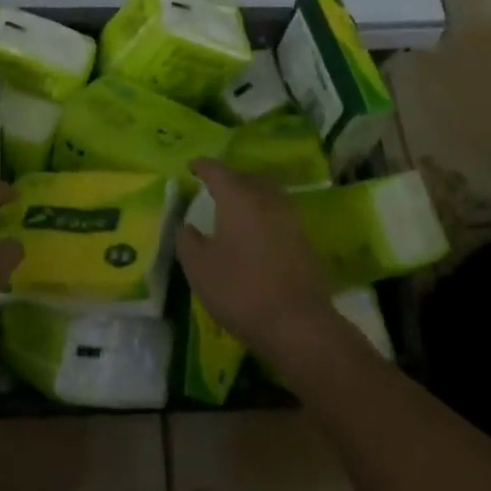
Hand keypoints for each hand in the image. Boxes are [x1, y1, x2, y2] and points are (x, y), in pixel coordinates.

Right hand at [178, 160, 340, 363]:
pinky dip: (263, 215)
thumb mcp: (199, 268)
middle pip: (246, 177)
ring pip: (266, 194)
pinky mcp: (304, 239)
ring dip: (249, 195)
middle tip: (212, 188)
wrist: (297, 324)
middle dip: (228, 179)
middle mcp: (267, 198)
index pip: (217, 170)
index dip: (202, 166)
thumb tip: (186, 226)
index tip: (191, 166)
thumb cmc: (240, 290)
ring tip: (234, 208)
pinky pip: (278, 214)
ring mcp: (290, 217)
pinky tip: (255, 232)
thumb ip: (187, 241)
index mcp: (238, 197)